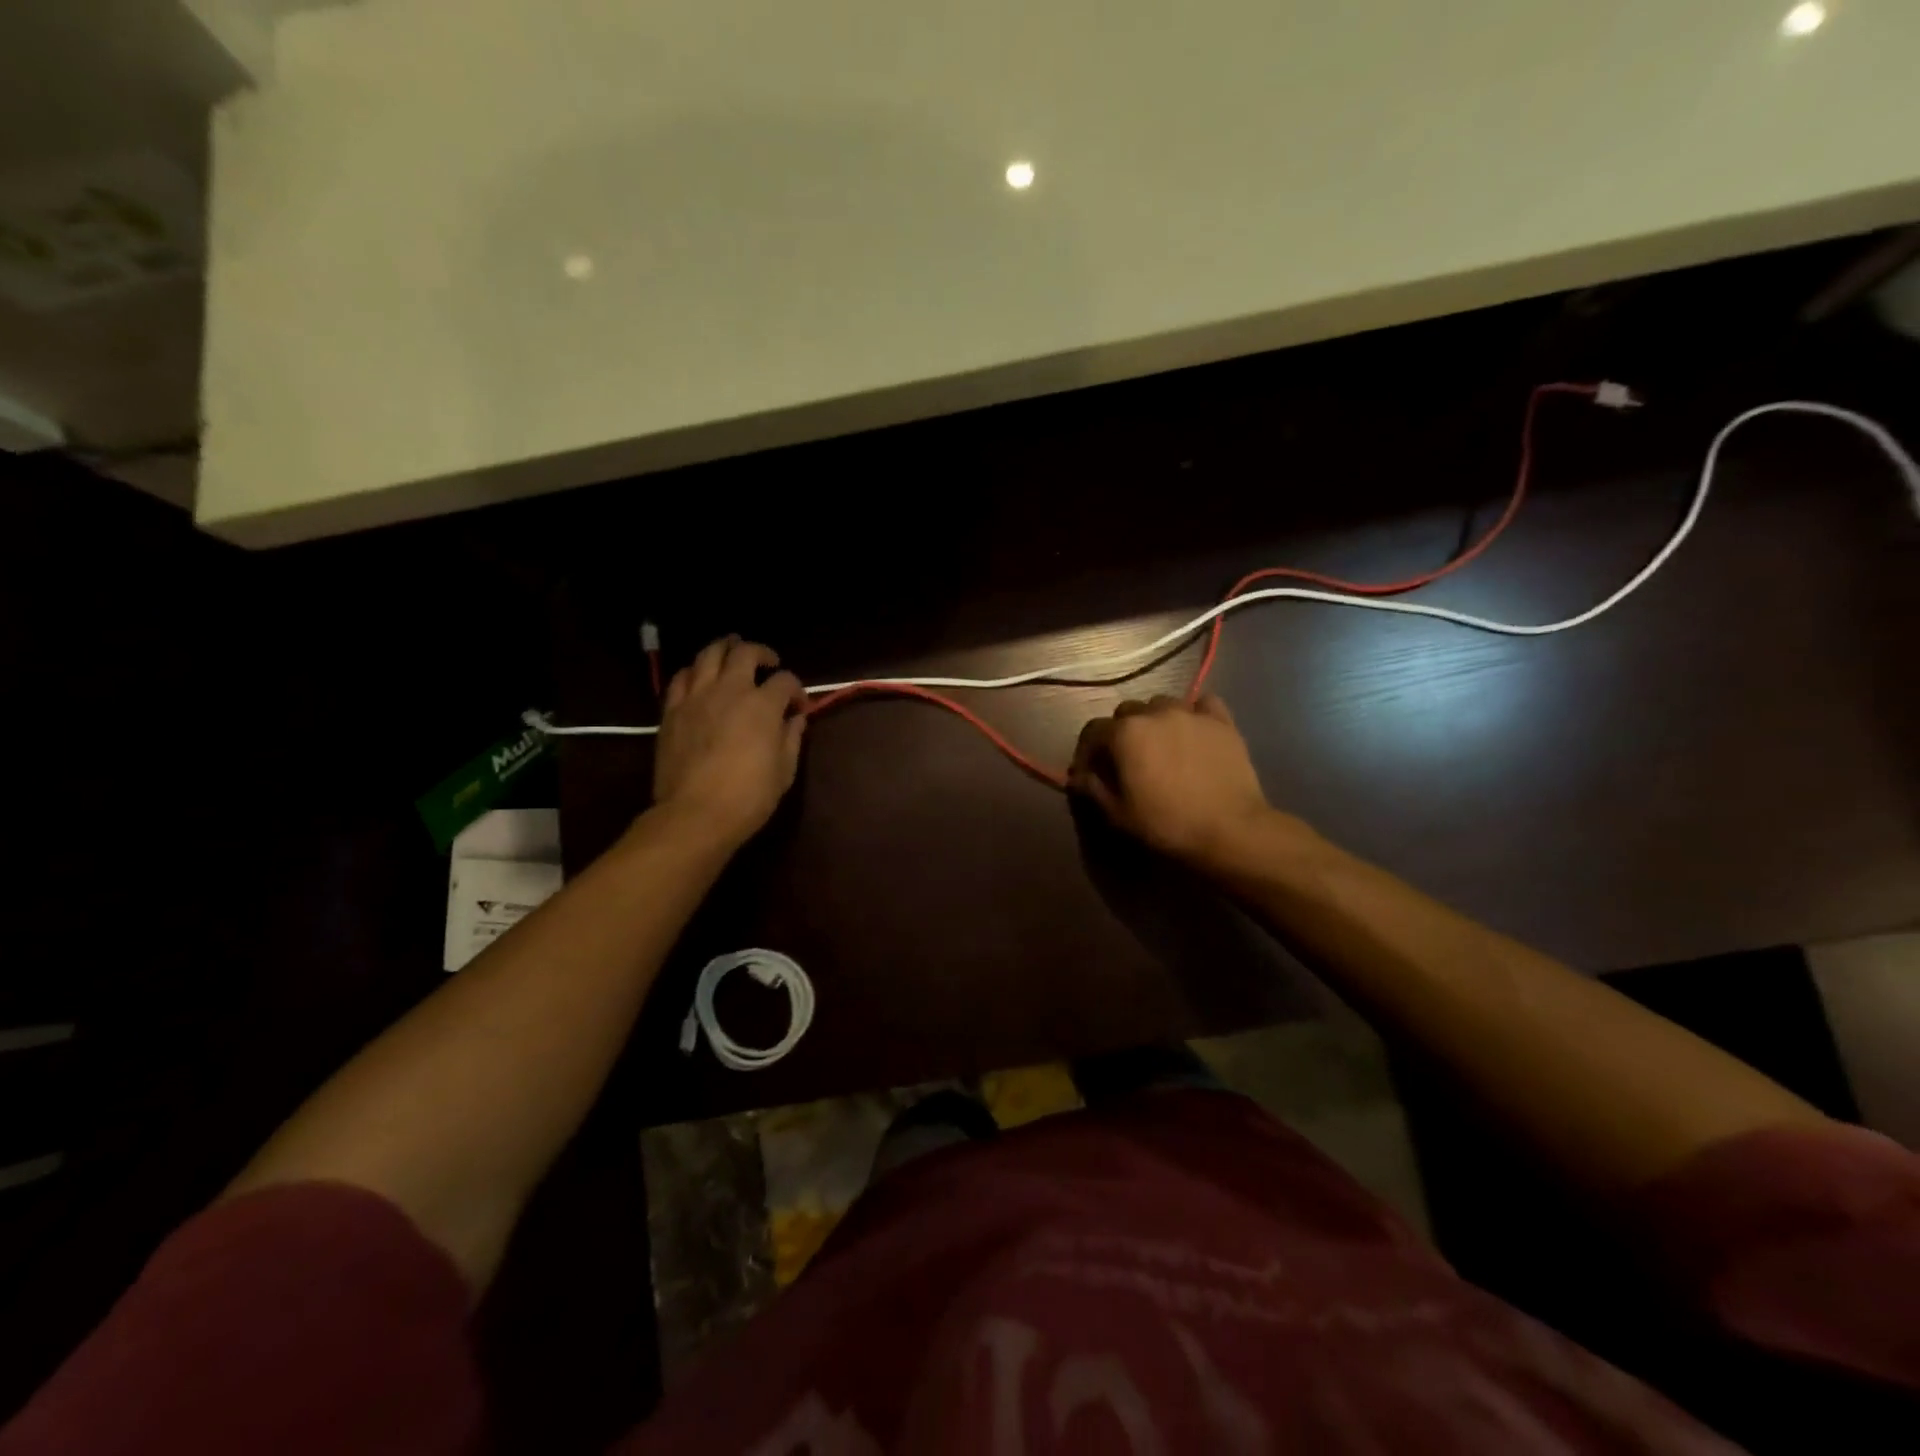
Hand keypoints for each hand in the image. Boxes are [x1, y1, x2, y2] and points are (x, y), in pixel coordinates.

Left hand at [653, 636, 807, 848]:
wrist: (696, 814)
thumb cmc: (749, 796)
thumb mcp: (784, 770)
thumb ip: (791, 737)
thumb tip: (795, 718)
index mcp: (762, 705)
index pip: (785, 681)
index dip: (796, 690)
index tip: (798, 706)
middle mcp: (730, 690)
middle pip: (745, 653)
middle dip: (761, 653)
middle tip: (768, 662)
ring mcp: (697, 697)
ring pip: (708, 654)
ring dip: (725, 648)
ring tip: (732, 651)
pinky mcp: (672, 710)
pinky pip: (681, 677)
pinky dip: (695, 671)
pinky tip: (700, 677)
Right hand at [1069, 694, 1303, 873]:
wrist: (1230, 829)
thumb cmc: (1167, 823)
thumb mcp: (1118, 813)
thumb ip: (1093, 788)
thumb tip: (1077, 776)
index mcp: (1125, 733)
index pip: (1093, 731)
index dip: (1087, 751)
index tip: (1089, 771)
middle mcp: (1154, 712)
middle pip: (1127, 712)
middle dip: (1121, 732)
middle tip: (1127, 759)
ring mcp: (1190, 713)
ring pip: (1162, 704)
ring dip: (1155, 720)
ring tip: (1161, 744)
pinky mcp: (1221, 721)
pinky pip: (1203, 704)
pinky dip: (1193, 713)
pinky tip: (1194, 730)